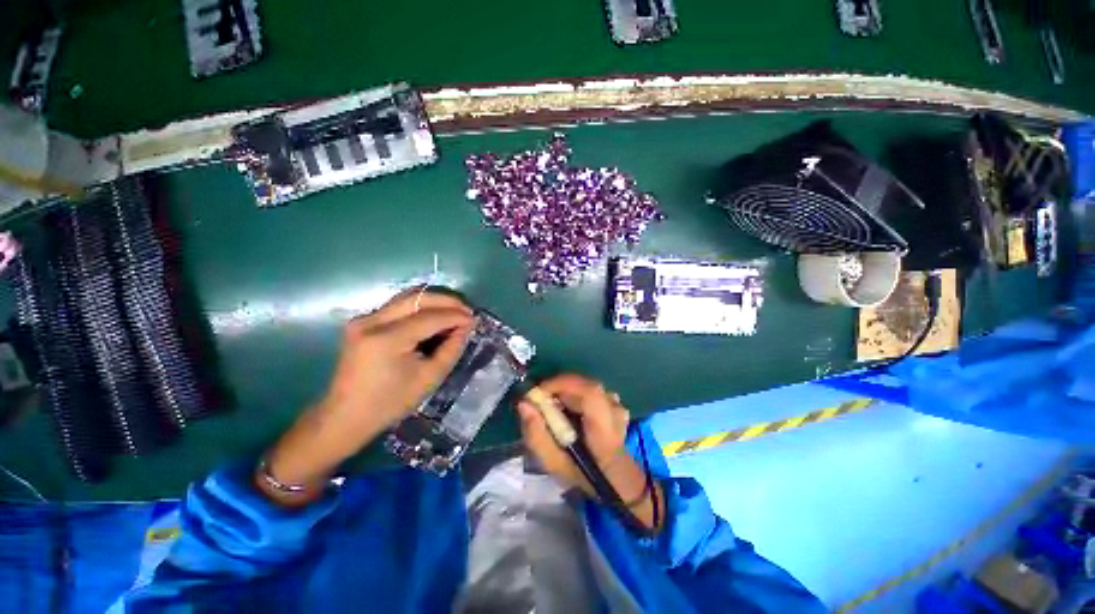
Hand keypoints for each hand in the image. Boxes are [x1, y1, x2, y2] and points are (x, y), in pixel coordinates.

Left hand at [259, 288, 473, 505]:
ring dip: (435, 301)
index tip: (475, 319)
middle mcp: (372, 321)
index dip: (456, 316)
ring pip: (408, 296)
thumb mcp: (429, 378)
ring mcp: (364, 319)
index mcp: (387, 339)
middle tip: (467, 312)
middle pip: (418, 297)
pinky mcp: (363, 321)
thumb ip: (451, 348)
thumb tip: (466, 327)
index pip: (430, 316)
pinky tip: (434, 318)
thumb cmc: (389, 403)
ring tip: (454, 313)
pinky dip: (421, 307)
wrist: (345, 416)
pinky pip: (399, 305)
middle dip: (448, 301)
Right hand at [518, 374, 662, 531]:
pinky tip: (572, 410)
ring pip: (586, 386)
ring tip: (556, 408)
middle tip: (542, 402)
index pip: (588, 392)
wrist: (612, 478)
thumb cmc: (581, 474)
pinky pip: (591, 390)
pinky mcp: (615, 402)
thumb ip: (537, 435)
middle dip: (558, 388)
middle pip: (584, 385)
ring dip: (567, 391)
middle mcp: (614, 411)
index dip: (561, 385)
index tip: (537, 393)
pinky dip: (576, 394)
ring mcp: (617, 405)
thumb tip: (524, 403)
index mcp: (603, 429)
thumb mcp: (553, 463)